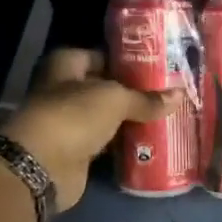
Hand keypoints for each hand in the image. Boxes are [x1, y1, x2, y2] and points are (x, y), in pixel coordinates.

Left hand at [0, 49, 184, 210]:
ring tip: (166, 118)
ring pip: (106, 118)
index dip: (125, 61)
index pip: (100, 56)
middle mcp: (64, 91)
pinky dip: (124, 144)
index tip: (156, 67)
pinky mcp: (76, 152)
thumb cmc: (73, 116)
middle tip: (167, 95)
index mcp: (65, 66)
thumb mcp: (115, 99)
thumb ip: (146, 99)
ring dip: (130, 120)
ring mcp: (68, 123)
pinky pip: (106, 143)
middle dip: (133, 93)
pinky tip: (150, 143)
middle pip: (104, 88)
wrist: (42, 166)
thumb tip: (179, 96)